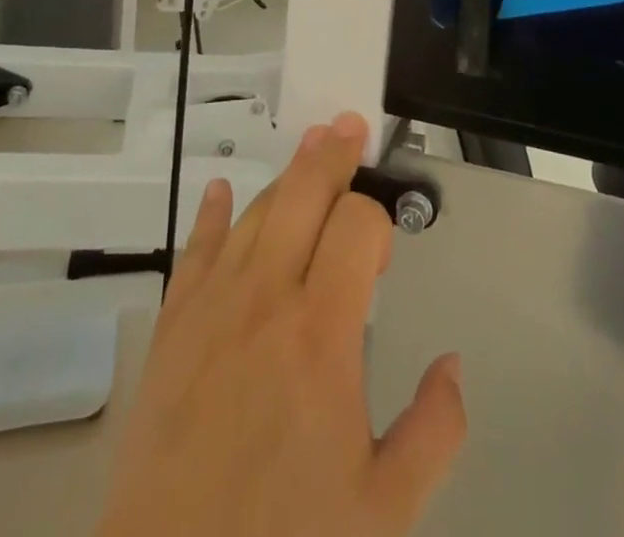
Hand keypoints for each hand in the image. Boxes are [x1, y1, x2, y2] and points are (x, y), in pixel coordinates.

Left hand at [94, 112, 466, 536]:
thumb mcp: (384, 510)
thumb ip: (435, 432)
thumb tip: (452, 365)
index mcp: (322, 333)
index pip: (358, 225)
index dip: (378, 219)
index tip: (384, 251)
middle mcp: (267, 299)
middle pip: (304, 194)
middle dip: (333, 155)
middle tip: (350, 125)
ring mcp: (212, 306)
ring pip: (256, 211)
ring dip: (286, 174)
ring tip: (310, 146)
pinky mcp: (171, 327)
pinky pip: (194, 250)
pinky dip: (212, 214)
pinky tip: (222, 190)